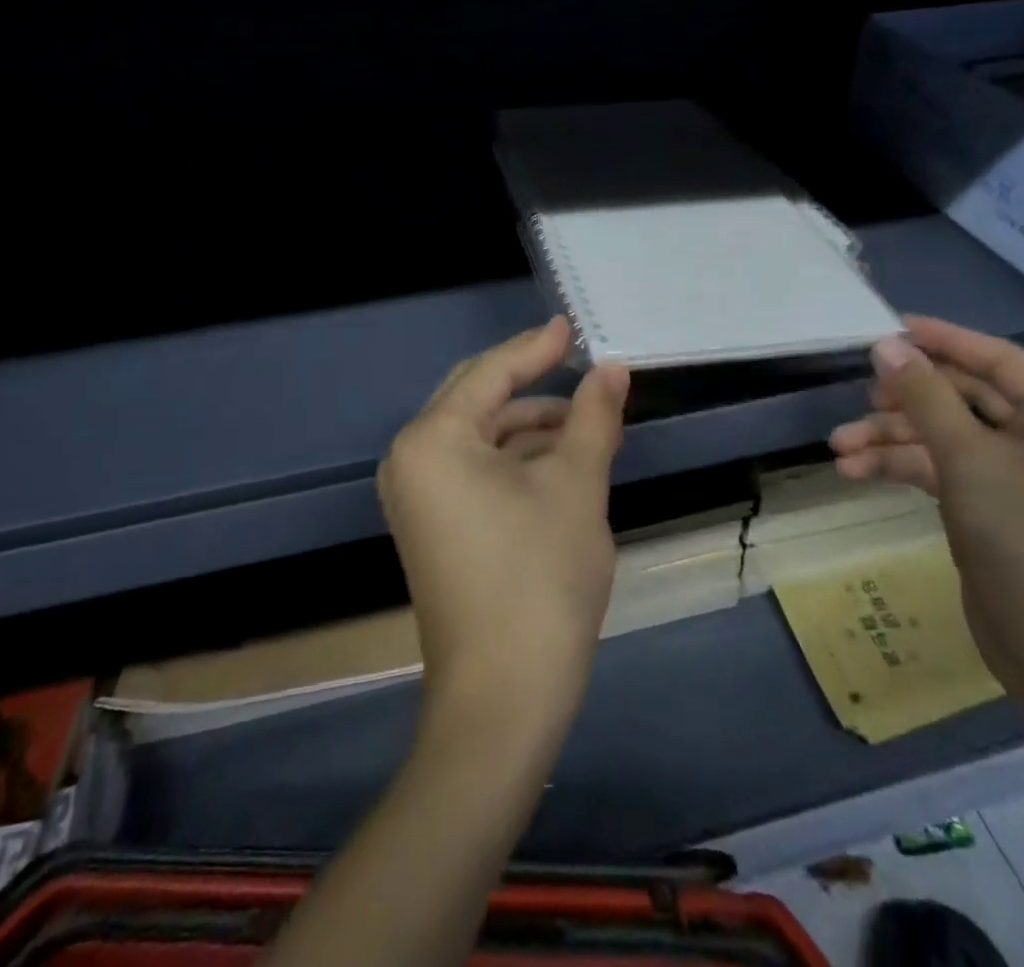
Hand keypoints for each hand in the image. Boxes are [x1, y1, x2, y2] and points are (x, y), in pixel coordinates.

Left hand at [380, 317, 629, 734]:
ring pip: (479, 437)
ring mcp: (416, 496)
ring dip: (530, 426)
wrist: (503, 698)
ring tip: (587, 423)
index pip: (491, 373)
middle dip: (532, 384)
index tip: (573, 326)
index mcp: (433, 439)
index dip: (537, 347)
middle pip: (477, 398)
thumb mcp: (576, 485)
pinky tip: (559, 461)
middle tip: (582, 365)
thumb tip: (613, 369)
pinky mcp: (430, 525)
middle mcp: (411, 459)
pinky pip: (473, 469)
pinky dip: (515, 459)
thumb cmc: (540, 578)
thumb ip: (593, 417)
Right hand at [828, 316, 1023, 739]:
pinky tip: (855, 472)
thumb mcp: (968, 461)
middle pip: (964, 399)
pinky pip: (942, 470)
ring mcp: (1018, 478)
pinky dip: (901, 468)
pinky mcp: (992, 508)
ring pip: (944, 437)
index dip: (942, 339)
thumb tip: (886, 345)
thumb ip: (925, 398)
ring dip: (892, 439)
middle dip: (905, 401)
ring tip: (839, 447)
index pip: (998, 360)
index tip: (888, 327)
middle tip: (860, 397)